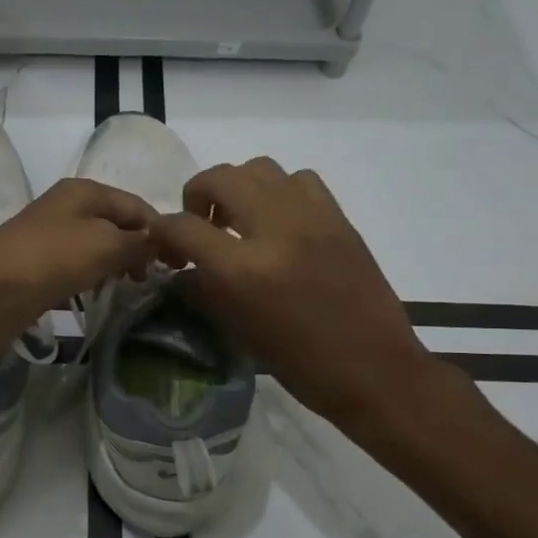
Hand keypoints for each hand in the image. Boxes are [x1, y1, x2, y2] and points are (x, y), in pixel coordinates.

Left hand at [0, 178, 156, 354]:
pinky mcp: (42, 266)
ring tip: (135, 290)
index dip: (161, 231)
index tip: (181, 263)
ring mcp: (54, 237)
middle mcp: (70, 208)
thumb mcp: (104, 246)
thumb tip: (164, 244)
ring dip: (118, 267)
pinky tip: (105, 297)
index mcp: (85, 191)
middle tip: (158, 279)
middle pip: (118, 225)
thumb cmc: (50, 259)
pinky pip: (80, 269)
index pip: (138, 205)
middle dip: (140, 249)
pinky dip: (95, 280)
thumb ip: (139, 243)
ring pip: (100, 248)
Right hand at [150, 157, 442, 426]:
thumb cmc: (302, 364)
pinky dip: (278, 190)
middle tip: (200, 225)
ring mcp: (311, 218)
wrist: (375, 370)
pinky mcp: (338, 218)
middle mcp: (276, 230)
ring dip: (237, 187)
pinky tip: (279, 220)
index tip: (163, 244)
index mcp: (245, 270)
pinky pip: (299, 180)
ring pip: (259, 168)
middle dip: (196, 196)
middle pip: (220, 178)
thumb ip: (205, 290)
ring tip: (239, 219)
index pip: (183, 226)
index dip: (162, 231)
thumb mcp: (240, 332)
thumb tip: (183, 267)